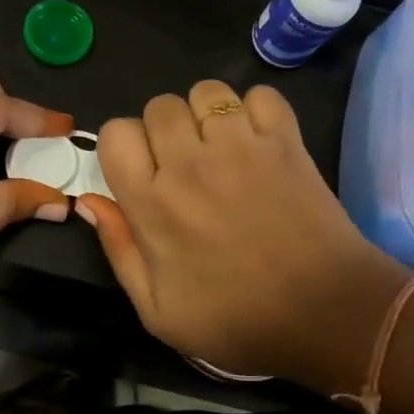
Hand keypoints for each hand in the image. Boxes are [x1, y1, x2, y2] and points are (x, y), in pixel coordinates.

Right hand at [77, 80, 408, 389]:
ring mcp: (242, 147)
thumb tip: (88, 201)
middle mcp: (190, 164)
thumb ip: (118, 250)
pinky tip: (258, 140)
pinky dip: (256, 110)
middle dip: (163, 129)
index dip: (122, 148)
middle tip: (183, 162)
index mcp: (152, 203)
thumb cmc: (237, 320)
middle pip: (159, 105)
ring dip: (206, 114)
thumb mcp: (158, 312)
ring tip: (221, 146)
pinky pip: (261, 95)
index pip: (116, 132)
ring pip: (207, 92)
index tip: (139, 172)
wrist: (325, 315)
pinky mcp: (286, 142)